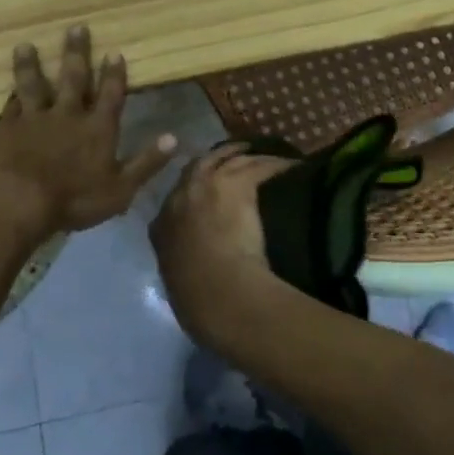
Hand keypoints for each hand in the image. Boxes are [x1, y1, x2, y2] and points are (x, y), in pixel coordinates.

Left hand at [0, 26, 178, 236]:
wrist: (17, 201)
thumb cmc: (73, 199)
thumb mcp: (120, 188)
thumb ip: (146, 162)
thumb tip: (174, 138)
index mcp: (98, 128)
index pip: (110, 95)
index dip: (113, 74)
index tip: (114, 52)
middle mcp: (68, 115)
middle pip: (73, 78)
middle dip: (76, 53)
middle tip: (76, 27)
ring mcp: (35, 120)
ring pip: (34, 85)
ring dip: (31, 65)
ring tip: (25, 45)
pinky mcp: (7, 129)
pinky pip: (11, 106)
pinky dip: (12, 96)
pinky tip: (9, 89)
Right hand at [149, 144, 296, 348]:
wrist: (218, 293)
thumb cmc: (198, 300)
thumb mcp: (180, 282)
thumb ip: (184, 268)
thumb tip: (197, 274)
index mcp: (162, 225)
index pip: (177, 196)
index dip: (193, 188)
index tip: (206, 187)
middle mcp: (181, 196)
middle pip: (201, 165)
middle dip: (218, 157)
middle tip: (236, 154)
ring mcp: (207, 185)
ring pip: (231, 159)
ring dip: (248, 156)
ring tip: (264, 154)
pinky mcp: (236, 183)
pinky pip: (260, 166)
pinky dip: (276, 164)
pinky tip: (290, 164)